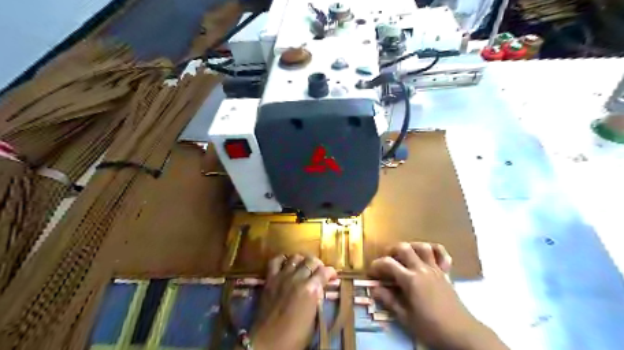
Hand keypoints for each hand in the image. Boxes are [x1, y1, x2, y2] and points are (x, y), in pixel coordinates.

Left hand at [248, 254, 336, 349]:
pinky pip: (275, 261)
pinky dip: (282, 259)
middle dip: (318, 264)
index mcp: (311, 290)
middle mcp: (298, 278)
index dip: (331, 272)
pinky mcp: (270, 279)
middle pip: (311, 261)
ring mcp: (283, 276)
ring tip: (303, 266)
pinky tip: (286, 263)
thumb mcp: (313, 319)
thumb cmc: (294, 336)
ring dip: (302, 260)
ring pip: (296, 257)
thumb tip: (319, 289)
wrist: (268, 342)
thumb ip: (317, 299)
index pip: (325, 272)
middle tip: (319, 271)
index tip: (332, 276)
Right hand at [370, 241, 506, 349]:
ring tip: (404, 254)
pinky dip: (434, 250)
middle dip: (391, 250)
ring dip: (411, 246)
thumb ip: (389, 300)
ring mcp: (435, 269)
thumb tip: (374, 288)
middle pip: (404, 248)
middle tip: (386, 261)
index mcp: (410, 280)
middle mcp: (422, 269)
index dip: (376, 265)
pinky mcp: (446, 272)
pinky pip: (442, 254)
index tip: (371, 273)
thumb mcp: (405, 317)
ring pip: (422, 247)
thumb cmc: (431, 327)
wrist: (460, 333)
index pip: (388, 263)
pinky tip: (427, 254)